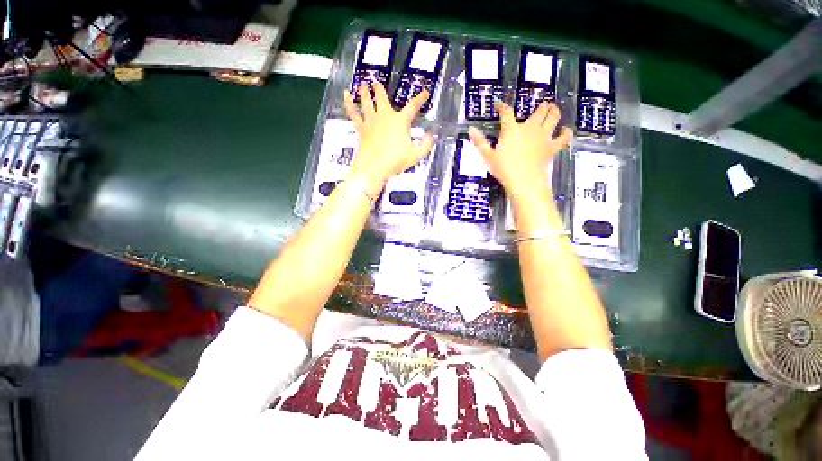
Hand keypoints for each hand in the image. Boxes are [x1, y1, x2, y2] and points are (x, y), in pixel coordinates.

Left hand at [344, 81, 434, 194]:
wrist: (373, 168)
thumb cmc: (395, 162)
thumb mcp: (415, 156)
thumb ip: (425, 146)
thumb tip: (431, 137)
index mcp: (400, 121)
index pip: (413, 107)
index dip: (420, 99)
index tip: (425, 92)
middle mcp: (385, 116)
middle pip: (382, 98)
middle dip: (380, 89)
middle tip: (376, 81)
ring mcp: (371, 121)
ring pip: (367, 101)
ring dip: (364, 91)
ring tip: (362, 84)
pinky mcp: (361, 128)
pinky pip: (354, 112)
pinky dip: (349, 103)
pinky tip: (346, 95)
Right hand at [469, 101, 571, 198]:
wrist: (523, 180)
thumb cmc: (503, 168)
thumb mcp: (488, 156)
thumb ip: (480, 142)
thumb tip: (471, 129)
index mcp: (511, 130)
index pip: (506, 113)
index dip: (502, 107)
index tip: (498, 105)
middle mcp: (529, 129)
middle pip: (538, 112)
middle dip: (540, 106)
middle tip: (542, 104)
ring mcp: (543, 137)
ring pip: (553, 118)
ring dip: (554, 111)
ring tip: (554, 108)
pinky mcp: (551, 148)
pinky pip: (563, 138)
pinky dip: (566, 133)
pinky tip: (566, 130)